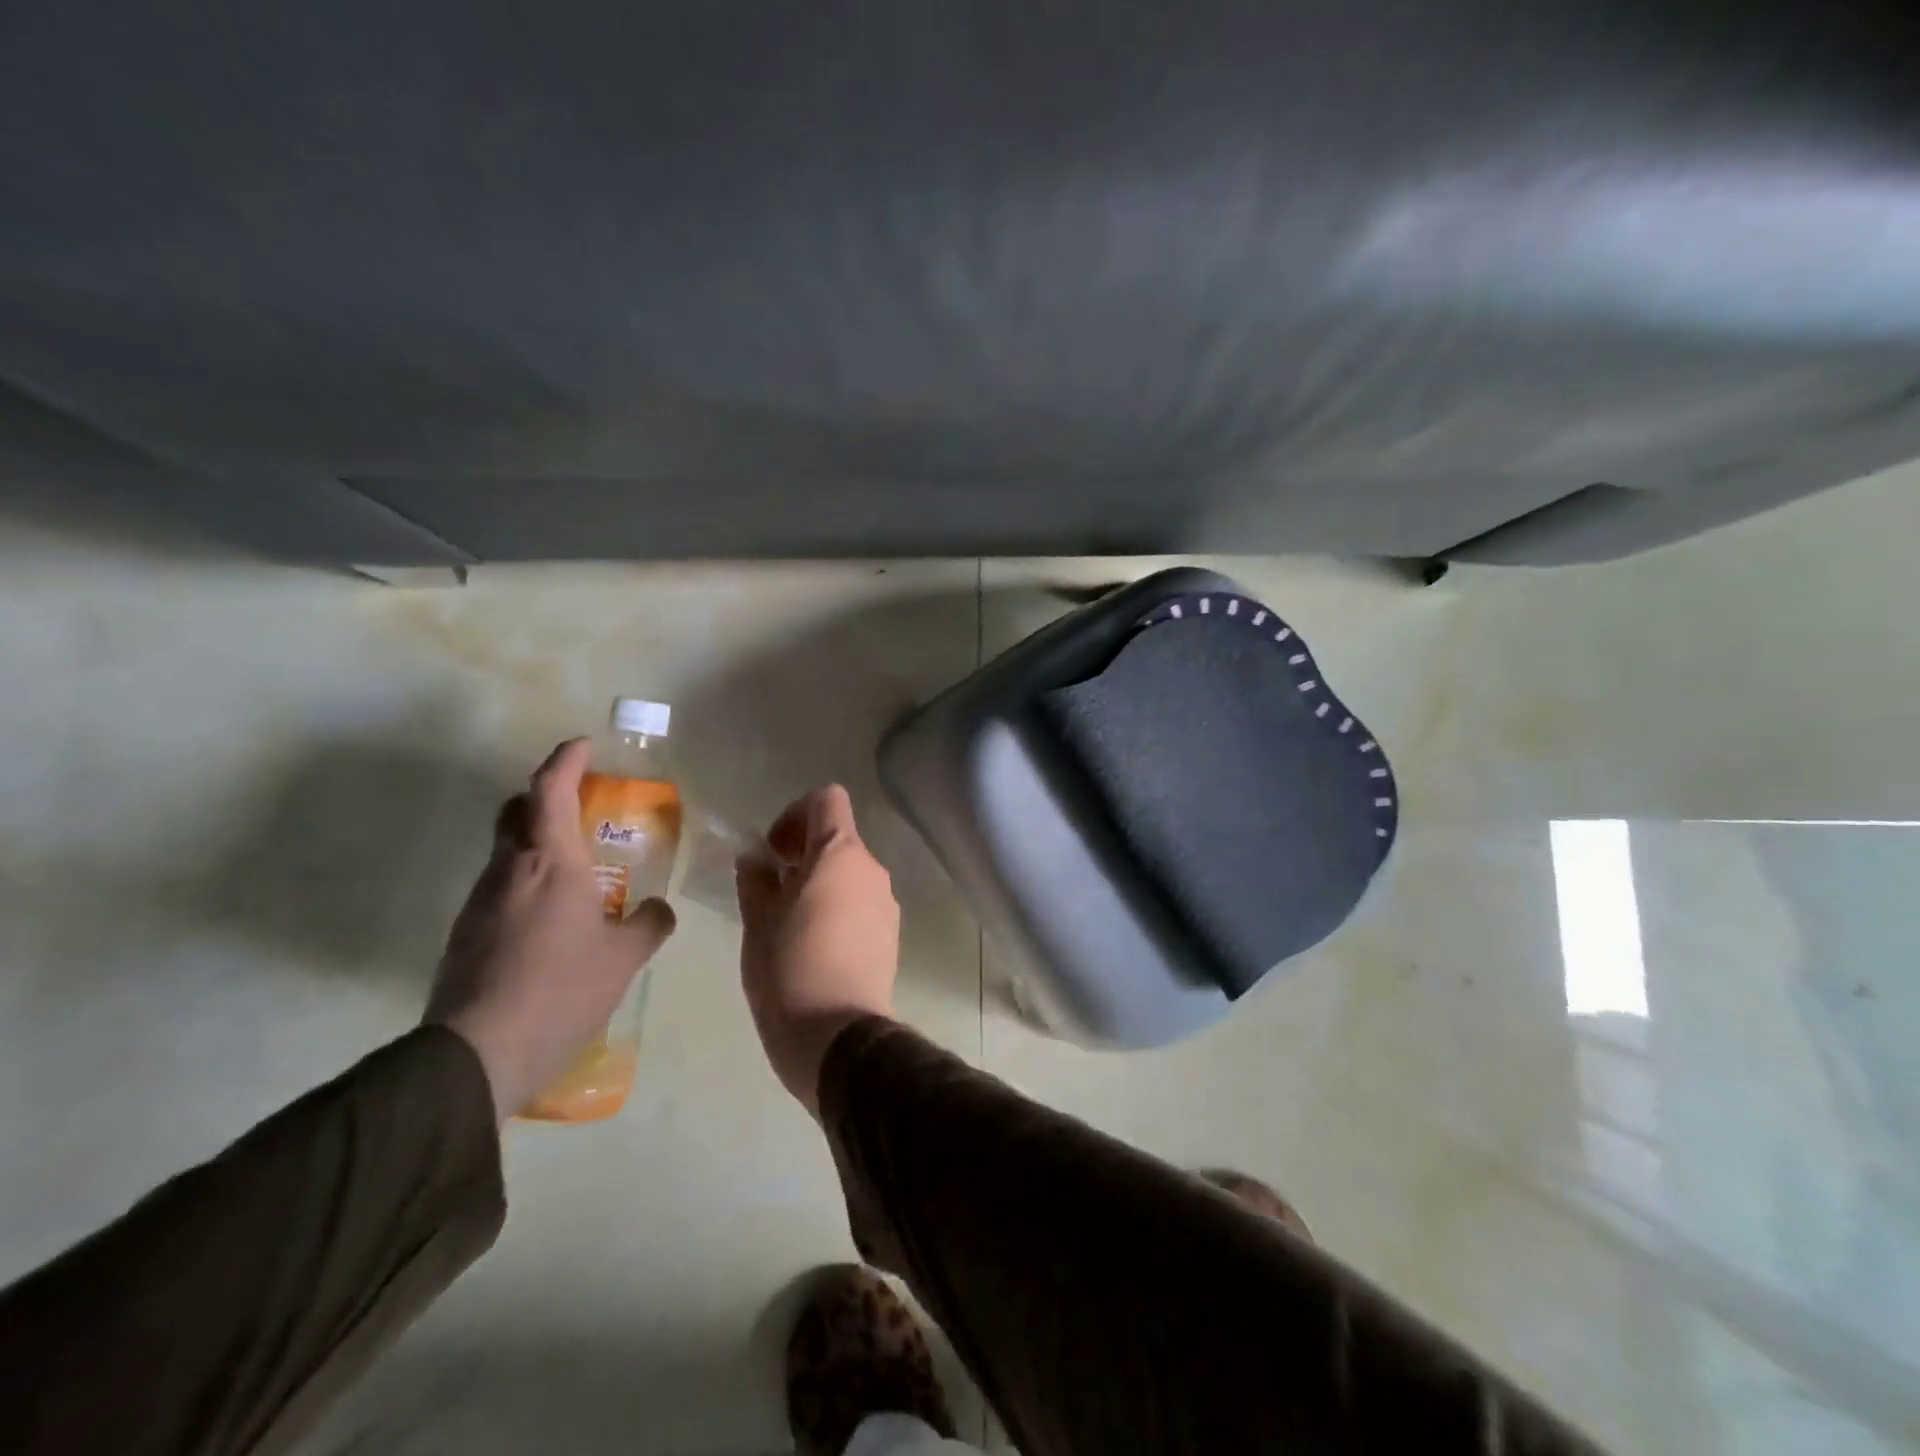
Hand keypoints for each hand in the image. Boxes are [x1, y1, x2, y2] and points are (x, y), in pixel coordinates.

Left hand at [426, 739, 675, 1122]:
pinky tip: (551, 919)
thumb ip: (648, 924)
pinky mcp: (466, 934)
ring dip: (537, 843)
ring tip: (577, 871)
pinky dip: (526, 882)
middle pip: (517, 811)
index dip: (566, 760)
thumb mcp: (624, 957)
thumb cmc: (561, 989)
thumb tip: (658, 909)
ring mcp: (480, 902)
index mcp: (550, 862)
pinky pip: (500, 888)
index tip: (583, 745)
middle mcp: (509, 870)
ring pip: (507, 851)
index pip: (550, 789)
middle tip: (582, 806)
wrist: (476, 1056)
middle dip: (546, 796)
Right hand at [737, 785, 898, 1113]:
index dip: (795, 813)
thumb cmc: (789, 970)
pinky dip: (837, 907)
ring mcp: (886, 903)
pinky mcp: (891, 934)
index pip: (827, 799)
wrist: (839, 1038)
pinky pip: (861, 902)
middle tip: (771, 890)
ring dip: (819, 882)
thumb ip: (756, 879)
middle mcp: (871, 870)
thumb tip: (756, 857)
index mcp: (840, 855)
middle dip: (802, 853)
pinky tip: (813, 946)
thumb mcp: (758, 921)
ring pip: (849, 872)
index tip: (772, 851)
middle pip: (838, 837)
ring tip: (788, 923)